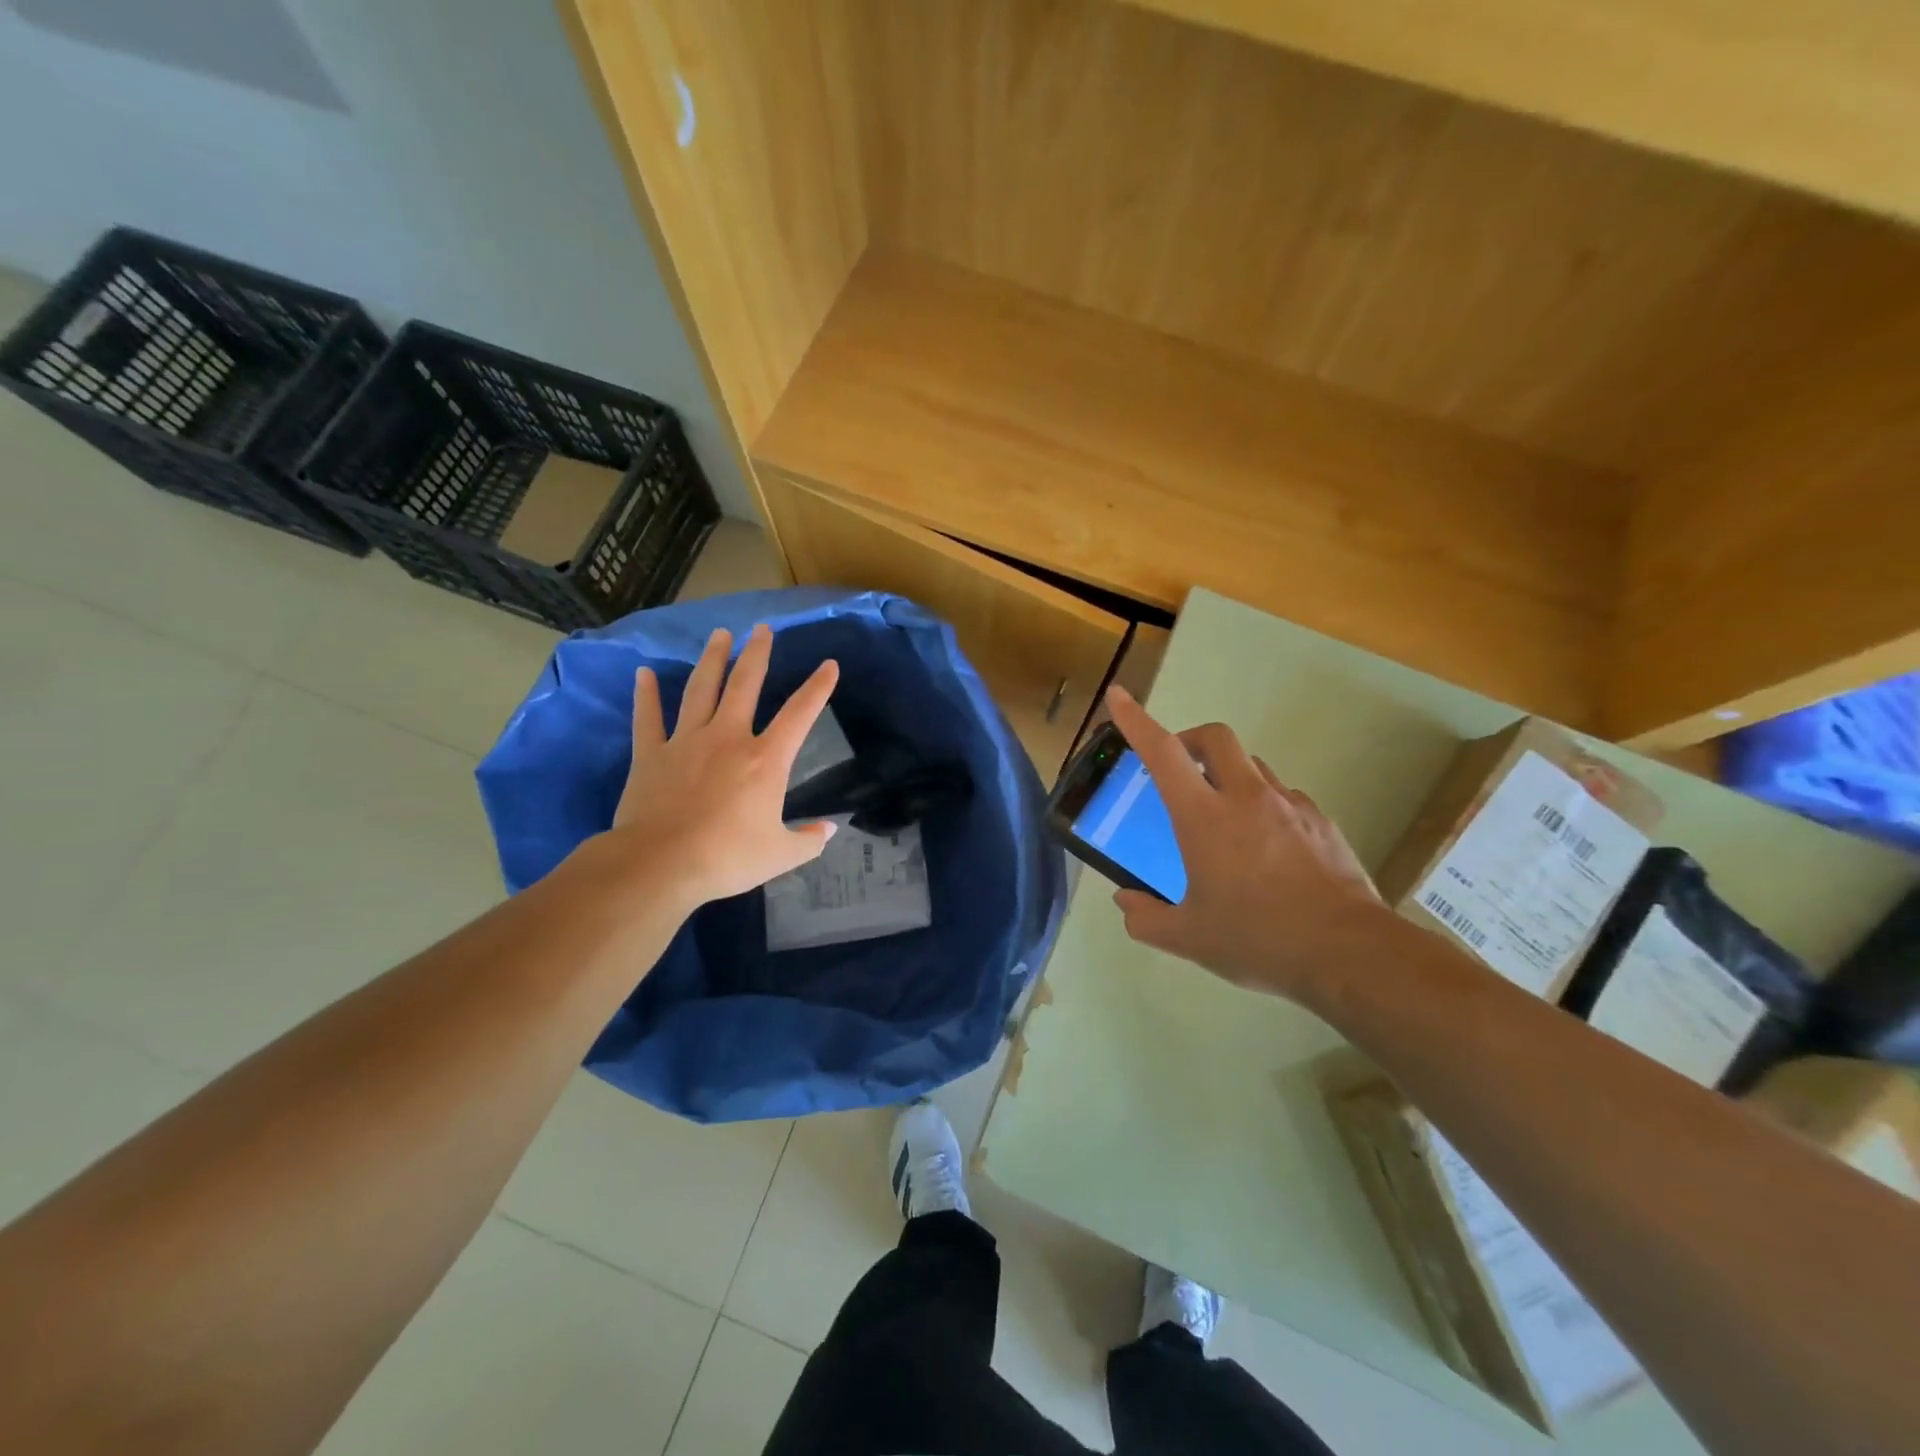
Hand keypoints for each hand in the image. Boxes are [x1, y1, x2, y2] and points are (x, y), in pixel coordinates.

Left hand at [601, 624, 839, 907]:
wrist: (661, 863)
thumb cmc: (727, 857)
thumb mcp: (780, 855)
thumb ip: (807, 841)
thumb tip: (828, 831)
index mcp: (765, 759)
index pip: (800, 714)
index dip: (818, 688)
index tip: (829, 664)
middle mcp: (728, 738)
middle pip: (745, 685)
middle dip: (757, 654)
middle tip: (762, 629)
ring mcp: (686, 741)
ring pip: (701, 690)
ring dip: (712, 660)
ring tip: (720, 635)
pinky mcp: (651, 754)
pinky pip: (648, 718)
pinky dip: (646, 695)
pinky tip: (643, 673)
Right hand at [1104, 685, 1384, 999]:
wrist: (1349, 953)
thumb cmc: (1258, 939)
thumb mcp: (1189, 938)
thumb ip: (1146, 918)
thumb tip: (1125, 902)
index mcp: (1204, 817)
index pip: (1163, 753)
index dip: (1136, 720)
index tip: (1119, 696)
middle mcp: (1246, 798)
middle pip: (1215, 737)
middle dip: (1189, 739)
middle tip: (1179, 768)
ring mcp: (1290, 805)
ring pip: (1252, 765)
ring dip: (1228, 774)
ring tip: (1224, 817)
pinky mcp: (1321, 822)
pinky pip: (1284, 796)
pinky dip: (1264, 805)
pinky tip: (1268, 847)